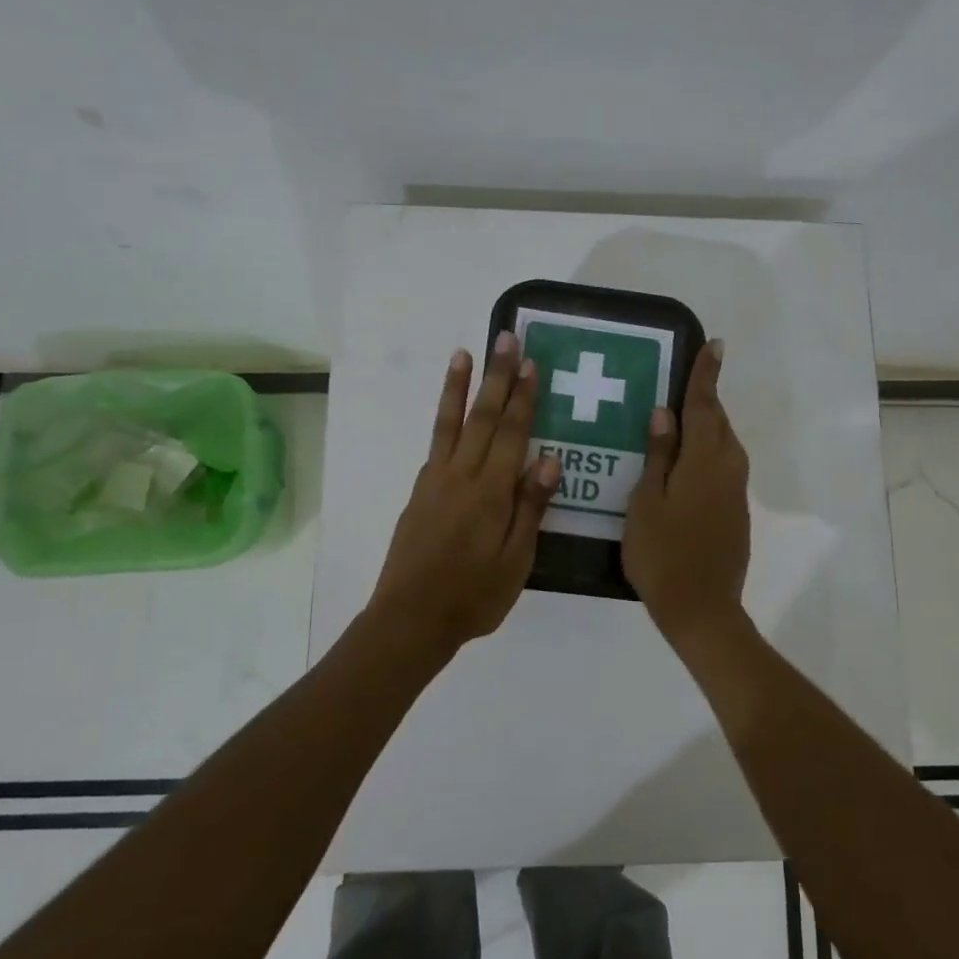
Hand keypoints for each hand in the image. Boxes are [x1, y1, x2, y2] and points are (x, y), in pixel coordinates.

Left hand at [368, 333, 560, 655]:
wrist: (410, 619)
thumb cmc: (473, 596)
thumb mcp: (515, 560)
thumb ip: (530, 508)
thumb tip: (547, 459)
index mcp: (490, 492)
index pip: (512, 434)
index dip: (523, 397)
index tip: (530, 364)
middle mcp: (461, 476)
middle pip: (482, 417)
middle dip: (496, 376)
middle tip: (505, 339)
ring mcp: (435, 482)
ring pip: (450, 424)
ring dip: (459, 387)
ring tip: (463, 354)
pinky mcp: (419, 493)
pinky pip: (435, 446)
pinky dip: (442, 422)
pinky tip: (449, 414)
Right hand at [622, 340, 750, 641]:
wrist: (702, 609)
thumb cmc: (663, 554)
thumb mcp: (647, 502)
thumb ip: (658, 455)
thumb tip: (663, 413)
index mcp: (705, 461)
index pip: (705, 406)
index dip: (706, 375)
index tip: (715, 345)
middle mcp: (728, 469)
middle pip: (719, 423)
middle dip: (706, 400)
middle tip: (684, 382)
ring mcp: (736, 492)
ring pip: (724, 446)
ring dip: (708, 426)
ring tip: (680, 420)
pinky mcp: (736, 512)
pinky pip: (723, 467)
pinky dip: (708, 453)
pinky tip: (686, 464)